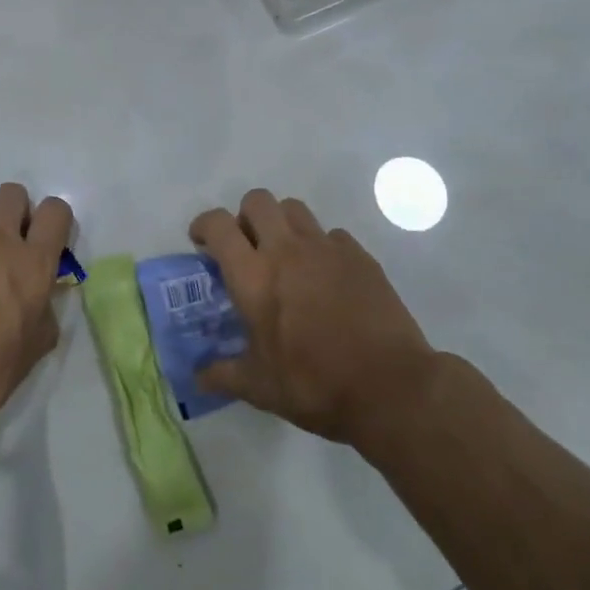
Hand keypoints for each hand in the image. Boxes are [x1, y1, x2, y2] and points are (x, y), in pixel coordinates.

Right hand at [191, 189, 435, 447]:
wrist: (391, 387)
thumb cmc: (315, 385)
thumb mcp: (260, 388)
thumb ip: (224, 374)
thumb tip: (197, 377)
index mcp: (253, 276)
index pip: (218, 225)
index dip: (204, 225)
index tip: (202, 243)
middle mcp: (286, 250)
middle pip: (257, 201)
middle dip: (244, 216)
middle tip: (247, 247)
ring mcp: (326, 248)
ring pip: (294, 209)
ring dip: (281, 223)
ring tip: (285, 256)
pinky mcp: (360, 256)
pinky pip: (331, 234)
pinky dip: (320, 246)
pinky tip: (325, 276)